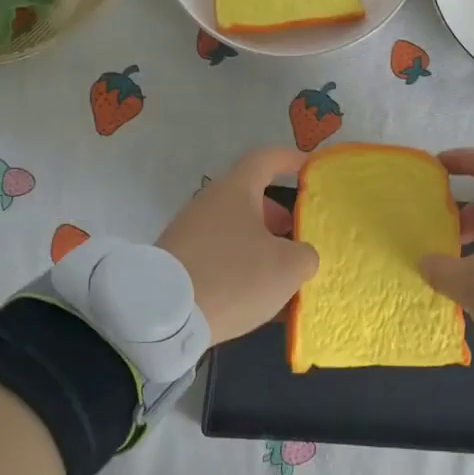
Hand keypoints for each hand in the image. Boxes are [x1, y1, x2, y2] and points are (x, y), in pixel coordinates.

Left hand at [158, 147, 320, 344]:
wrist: (164, 315)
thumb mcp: (288, 267)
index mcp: (236, 191)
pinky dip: (237, 266)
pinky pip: (216, 255)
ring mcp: (187, 232)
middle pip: (248, 198)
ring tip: (278, 274)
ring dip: (258, 244)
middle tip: (296, 235)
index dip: (289, 160)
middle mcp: (208, 203)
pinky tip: (250, 296)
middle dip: (276, 215)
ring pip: (232, 229)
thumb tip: (300, 255)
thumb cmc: (234, 276)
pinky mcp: (175, 261)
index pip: (265, 159)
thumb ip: (305, 255)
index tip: (308, 169)